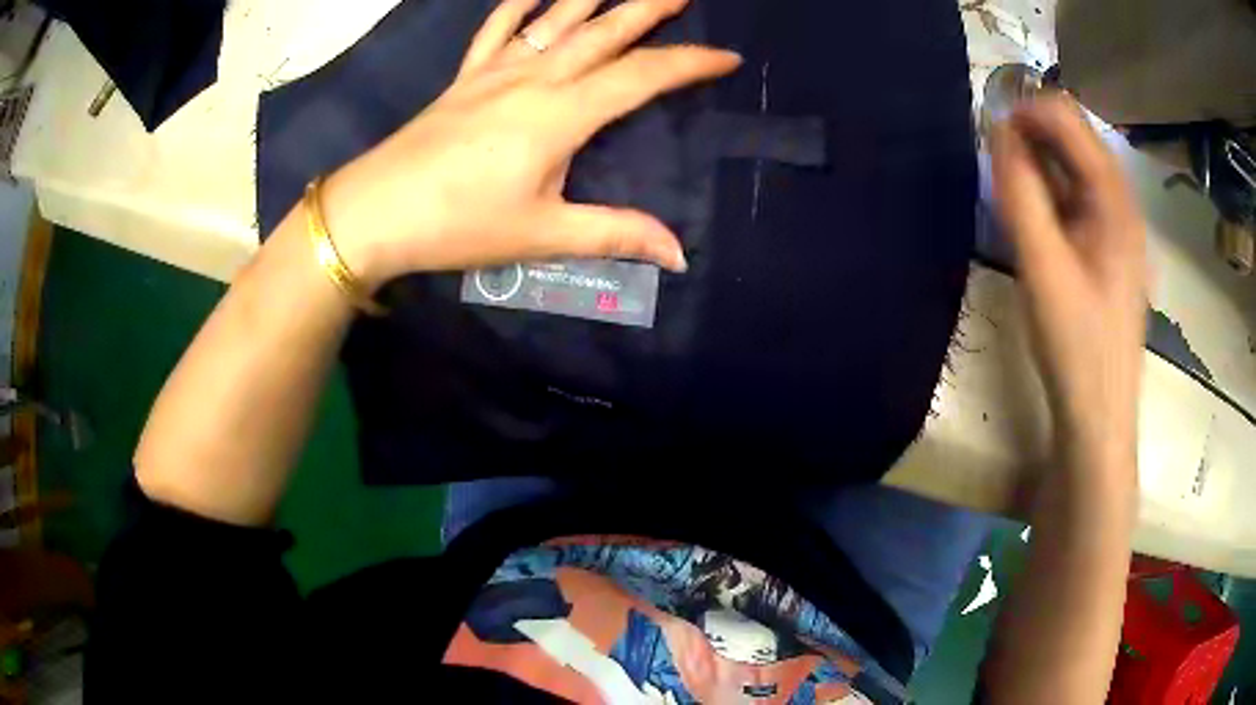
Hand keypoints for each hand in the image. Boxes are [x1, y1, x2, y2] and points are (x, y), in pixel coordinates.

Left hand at [321, 0, 740, 288]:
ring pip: (555, 19)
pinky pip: (497, 29)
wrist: (374, 212)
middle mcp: (534, 78)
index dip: (689, 64)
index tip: (727, 58)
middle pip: (603, 31)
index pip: (641, 77)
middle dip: (650, 8)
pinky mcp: (465, 77)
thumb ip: (614, 234)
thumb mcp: (542, 235)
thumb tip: (679, 254)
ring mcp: (495, 71)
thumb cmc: (458, 225)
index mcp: (561, 114)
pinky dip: (519, 6)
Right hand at [991, 95, 1147, 470]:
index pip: (1068, 118)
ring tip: (1010, 188)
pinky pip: (1079, 196)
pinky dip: (1052, 190)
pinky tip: (1036, 217)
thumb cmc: (1075, 345)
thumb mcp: (1041, 265)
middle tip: (995, 161)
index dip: (1025, 111)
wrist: (1098, 417)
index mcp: (1114, 198)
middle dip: (1031, 133)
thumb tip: (997, 129)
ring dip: (1040, 162)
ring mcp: (1119, 226)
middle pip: (1074, 136)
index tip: (989, 133)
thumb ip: (1019, 192)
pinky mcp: (1110, 248)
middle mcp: (1122, 201)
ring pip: (1076, 166)